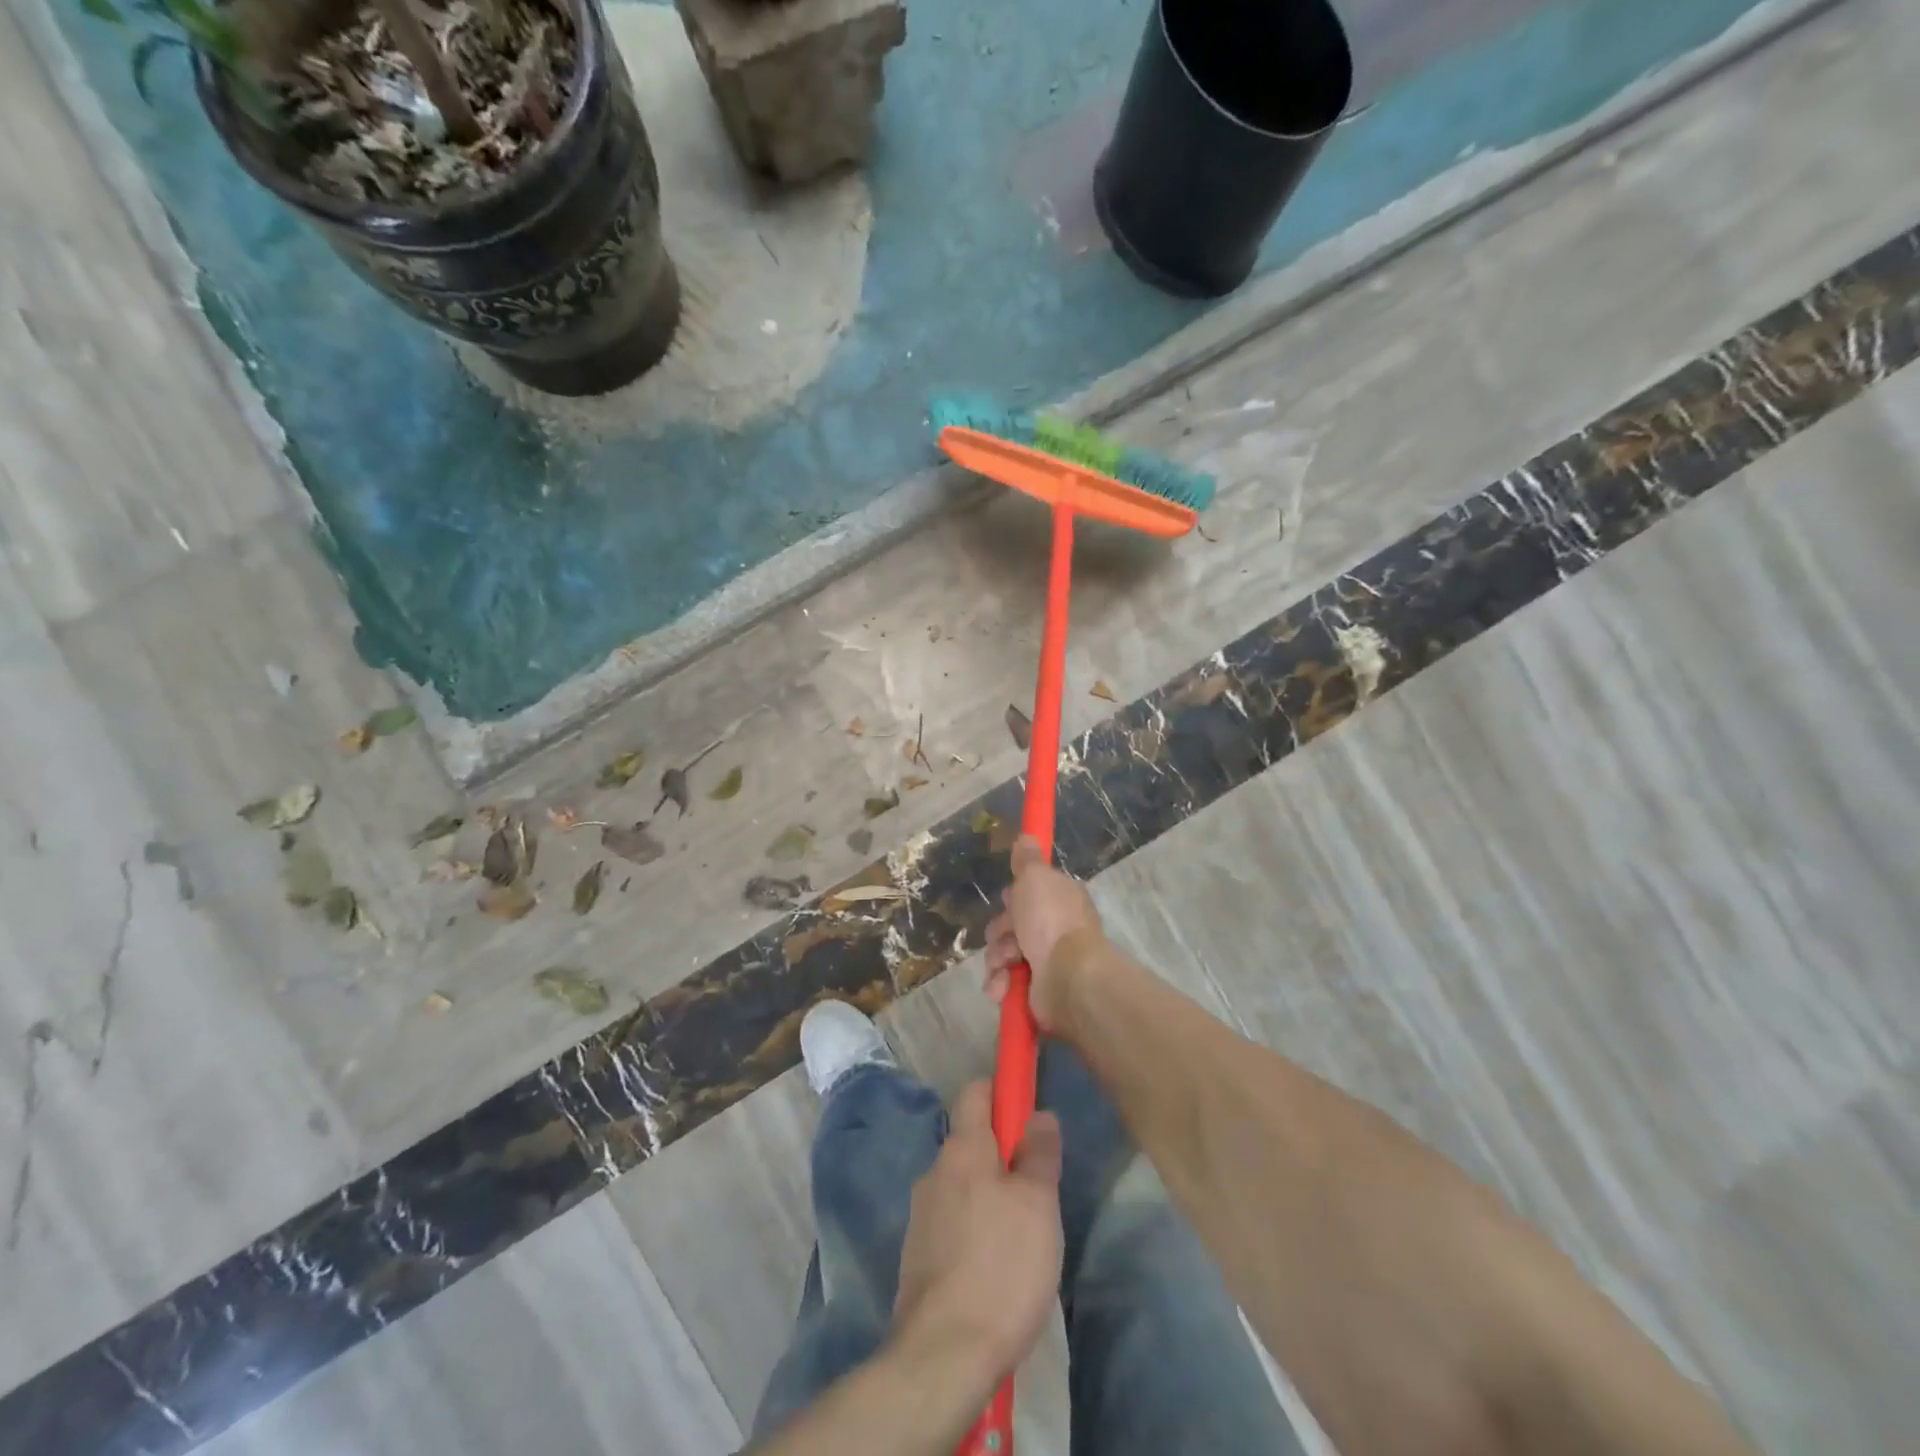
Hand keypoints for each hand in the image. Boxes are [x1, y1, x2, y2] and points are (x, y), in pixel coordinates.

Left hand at [894, 1082, 1063, 1381]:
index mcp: (962, 1148)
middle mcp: (934, 1171)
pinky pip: (952, 1224)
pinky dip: (974, 1231)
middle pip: (970, 1142)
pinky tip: (995, 1268)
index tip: (1027, 1107)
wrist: (944, 1355)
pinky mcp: (917, 1257)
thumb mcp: (1038, 1204)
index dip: (1001, 1091)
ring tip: (1021, 1236)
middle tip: (1037, 1188)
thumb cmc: (1001, 1266)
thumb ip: (1040, 1153)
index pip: (975, 1092)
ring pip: (962, 1186)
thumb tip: (1039, 1114)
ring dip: (988, 1196)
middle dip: (1002, 1154)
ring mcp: (921, 1216)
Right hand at [984, 835, 1104, 1029]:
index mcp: (1060, 900)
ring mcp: (1046, 961)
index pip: (1029, 894)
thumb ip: (1027, 859)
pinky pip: (1005, 982)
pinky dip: (1001, 984)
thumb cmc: (1051, 920)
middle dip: (1001, 932)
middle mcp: (1055, 929)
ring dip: (997, 959)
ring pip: (1002, 953)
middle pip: (1009, 925)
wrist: (1068, 977)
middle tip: (1008, 936)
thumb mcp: (1035, 877)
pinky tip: (1004, 987)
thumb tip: (1026, 836)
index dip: (1014, 897)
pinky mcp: (1036, 990)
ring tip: (1006, 967)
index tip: (1010, 900)